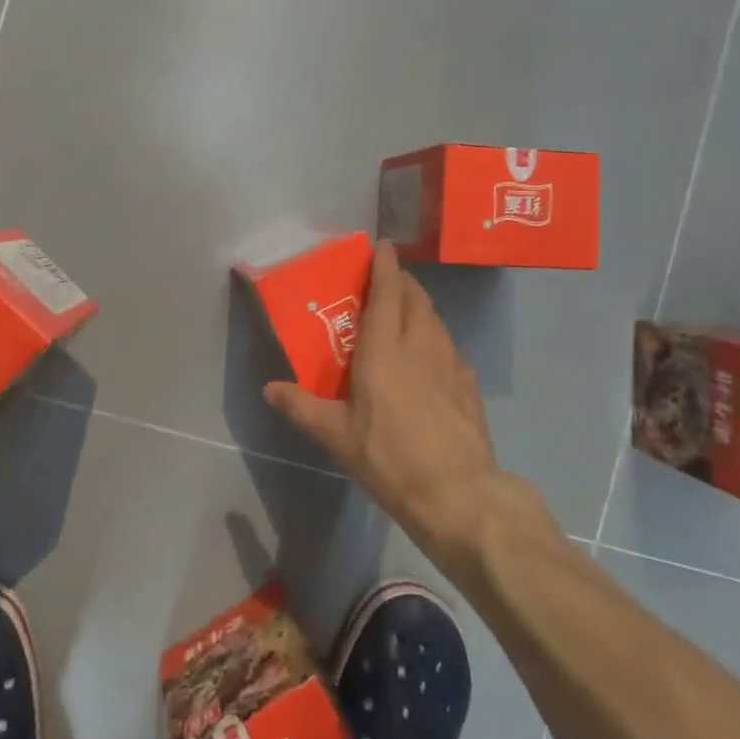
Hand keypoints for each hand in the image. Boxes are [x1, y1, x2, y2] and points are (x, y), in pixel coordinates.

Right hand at [264, 241, 505, 573]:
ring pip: (435, 319)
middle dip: (402, 281)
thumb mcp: (337, 436)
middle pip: (416, 298)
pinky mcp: (469, 385)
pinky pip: (450, 347)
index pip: (387, 291)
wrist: (458, 493)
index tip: (381, 246)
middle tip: (385, 282)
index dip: (385, 265)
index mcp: (385, 348)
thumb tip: (270, 388)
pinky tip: (430, 361)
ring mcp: (451, 363)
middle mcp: (421, 344)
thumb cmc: (389, 457)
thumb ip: (302, 407)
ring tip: (404, 316)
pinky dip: (436, 338)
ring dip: (420, 307)